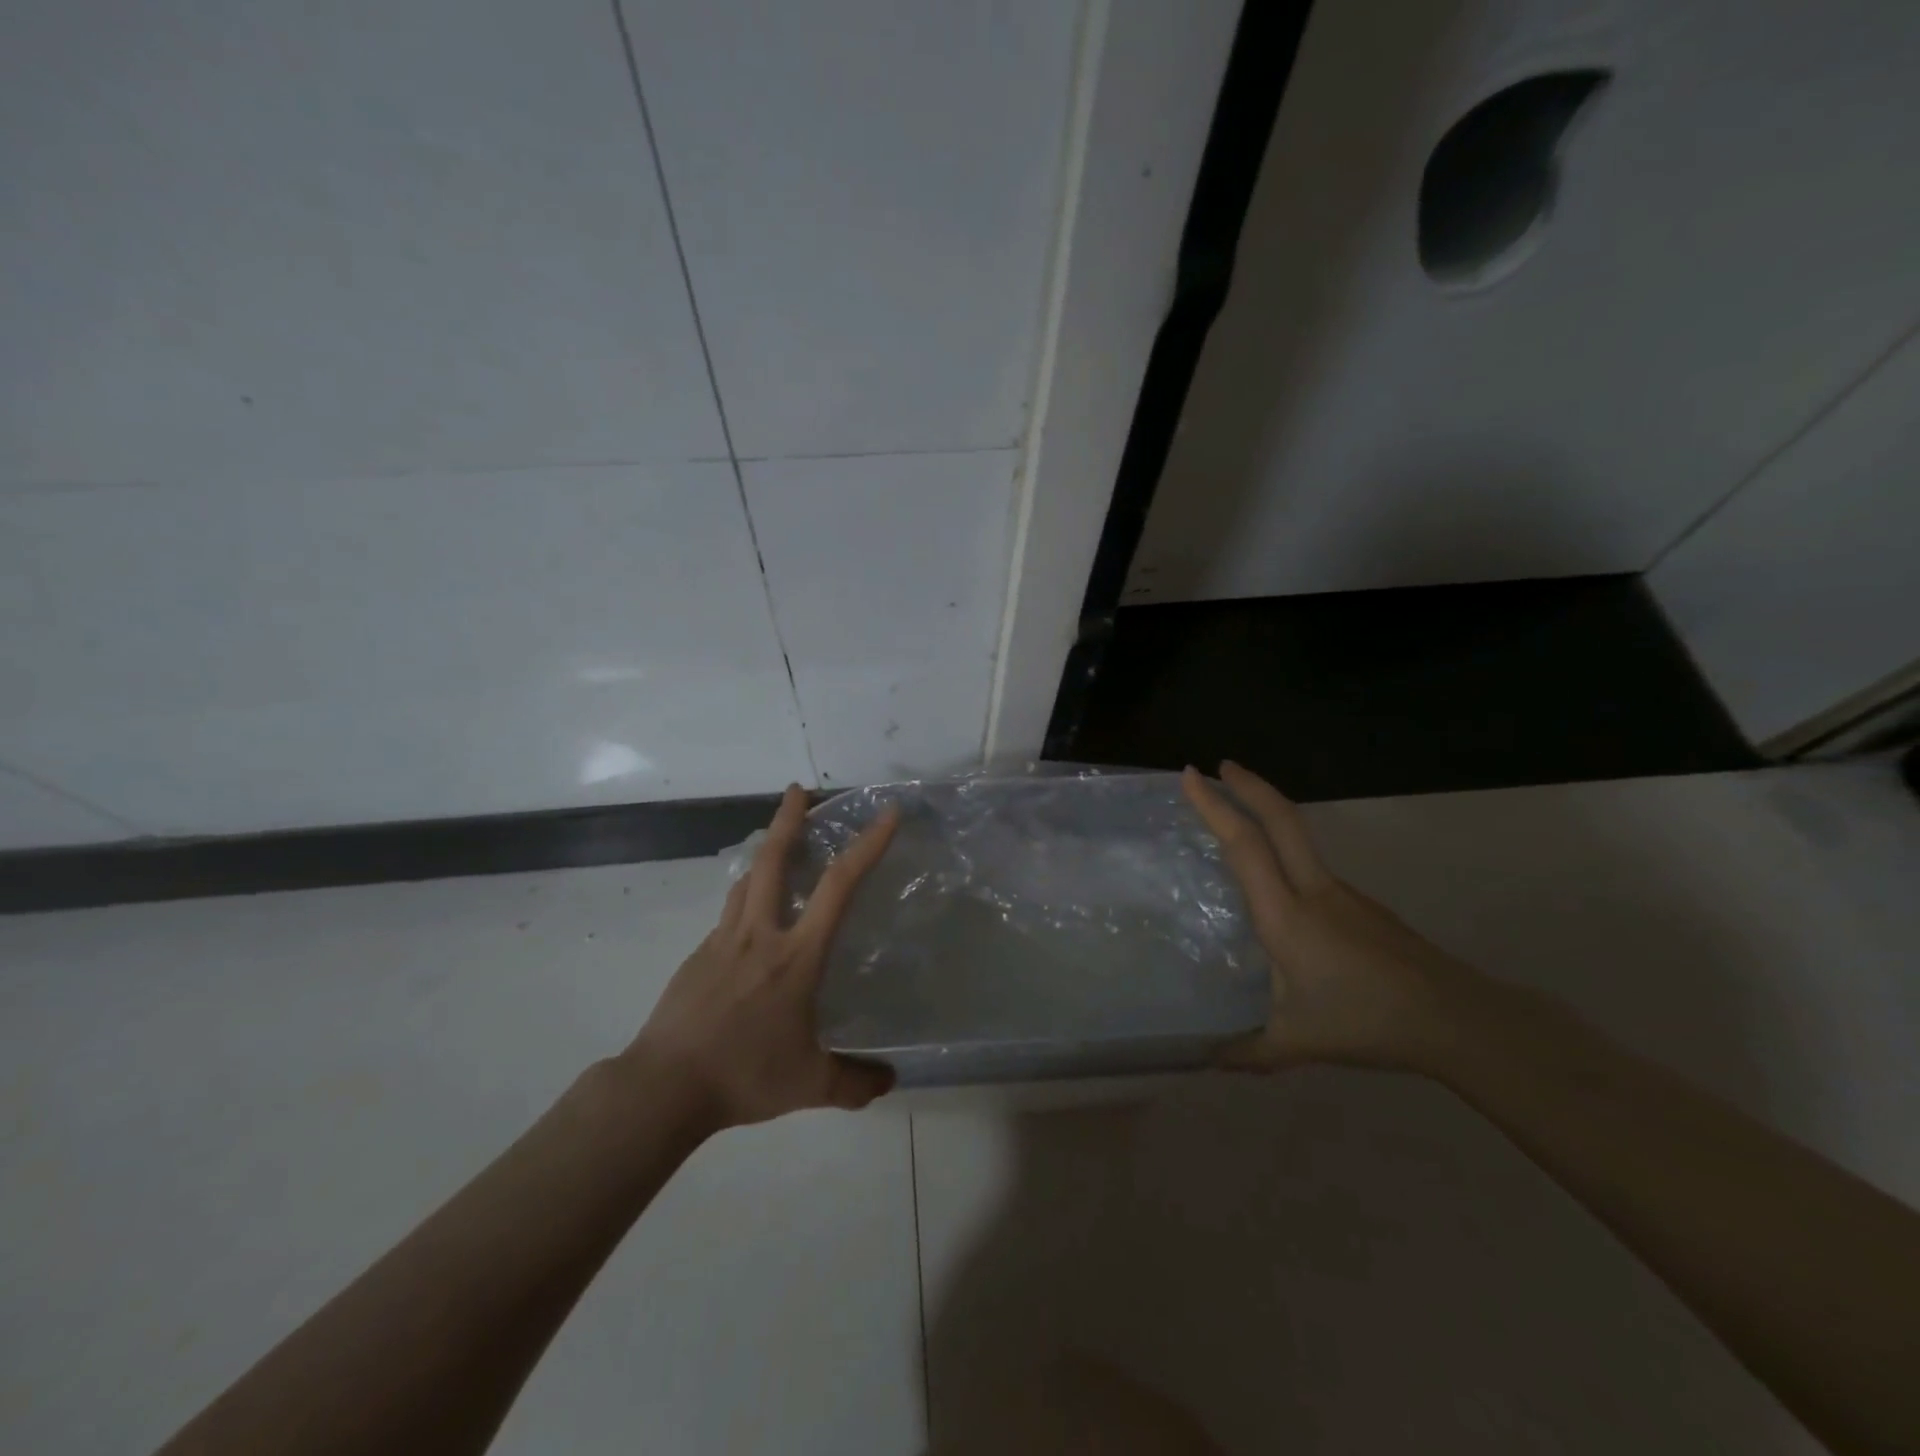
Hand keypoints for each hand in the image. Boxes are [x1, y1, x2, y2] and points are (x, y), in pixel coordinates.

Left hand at [627, 784, 899, 1128]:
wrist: (663, 1087)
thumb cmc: (743, 1075)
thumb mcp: (809, 1085)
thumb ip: (854, 1083)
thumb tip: (890, 1082)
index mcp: (796, 955)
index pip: (838, 887)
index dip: (867, 846)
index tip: (886, 814)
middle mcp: (760, 934)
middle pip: (773, 860)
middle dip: (789, 819)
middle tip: (799, 790)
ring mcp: (722, 941)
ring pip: (746, 882)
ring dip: (764, 854)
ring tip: (777, 844)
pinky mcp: (697, 956)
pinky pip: (728, 915)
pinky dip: (745, 901)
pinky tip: (750, 922)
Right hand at [1183, 762, 1483, 1071]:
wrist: (1455, 1020)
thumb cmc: (1365, 1022)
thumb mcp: (1296, 1042)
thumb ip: (1246, 1051)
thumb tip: (1204, 1059)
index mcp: (1286, 915)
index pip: (1245, 845)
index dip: (1215, 806)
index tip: (1191, 775)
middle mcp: (1313, 890)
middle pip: (1283, 818)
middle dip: (1249, 784)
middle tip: (1219, 765)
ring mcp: (1343, 894)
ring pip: (1300, 839)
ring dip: (1269, 815)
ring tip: (1239, 821)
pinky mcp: (1362, 905)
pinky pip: (1313, 867)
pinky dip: (1286, 851)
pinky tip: (1280, 890)